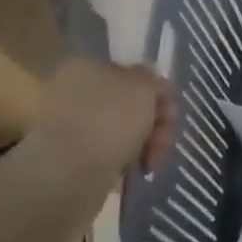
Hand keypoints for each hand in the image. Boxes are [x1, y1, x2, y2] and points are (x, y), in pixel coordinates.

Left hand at [30, 59, 176, 193]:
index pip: (133, 73)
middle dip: (156, 120)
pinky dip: (128, 159)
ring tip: (153, 160)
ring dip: (146, 142)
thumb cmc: (110, 119)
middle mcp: (77, 92)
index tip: (171, 112)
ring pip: (124, 129)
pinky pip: (112, 152)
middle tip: (165, 138)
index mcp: (87, 67)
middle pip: (131, 103)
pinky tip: (136, 169)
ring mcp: (74, 126)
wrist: (70, 175)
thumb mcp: (143, 86)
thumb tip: (149, 82)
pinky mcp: (74, 158)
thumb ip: (151, 78)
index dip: (158, 91)